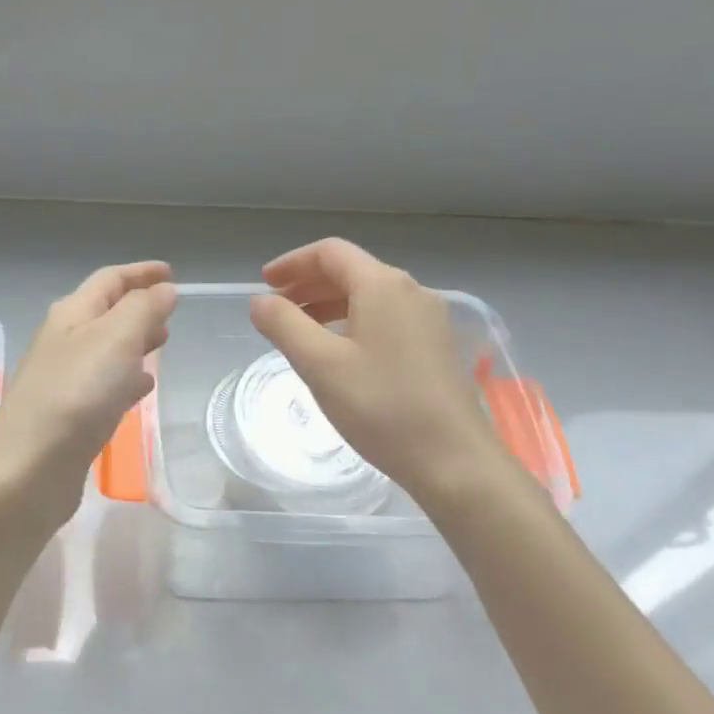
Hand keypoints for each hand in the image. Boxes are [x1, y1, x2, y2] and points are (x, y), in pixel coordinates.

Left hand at [0, 261, 176, 534]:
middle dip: (139, 307)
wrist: (29, 468)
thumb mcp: (116, 339)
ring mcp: (64, 379)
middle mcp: (64, 341)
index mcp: (72, 314)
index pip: (109, 280)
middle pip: (105, 312)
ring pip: (106, 349)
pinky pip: (104, 384)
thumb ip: (143, 310)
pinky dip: (126, 378)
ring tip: (163, 344)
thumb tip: (164, 289)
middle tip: (171, 313)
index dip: (140, 272)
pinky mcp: (70, 415)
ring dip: (134, 341)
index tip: (171, 272)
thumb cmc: (76, 394)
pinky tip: (142, 388)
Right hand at [249, 238, 523, 508]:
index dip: (292, 263)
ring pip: (370, 296)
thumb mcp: (320, 365)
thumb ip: (284, 325)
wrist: (454, 460)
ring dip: (330, 304)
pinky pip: (386, 317)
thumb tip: (259, 301)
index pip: (330, 253)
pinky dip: (353, 322)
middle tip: (276, 307)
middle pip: (352, 271)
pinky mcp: (437, 346)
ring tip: (300, 330)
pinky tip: (339, 352)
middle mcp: (411, 291)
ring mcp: (429, 319)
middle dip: (309, 283)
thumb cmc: (381, 407)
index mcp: (383, 285)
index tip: (264, 283)